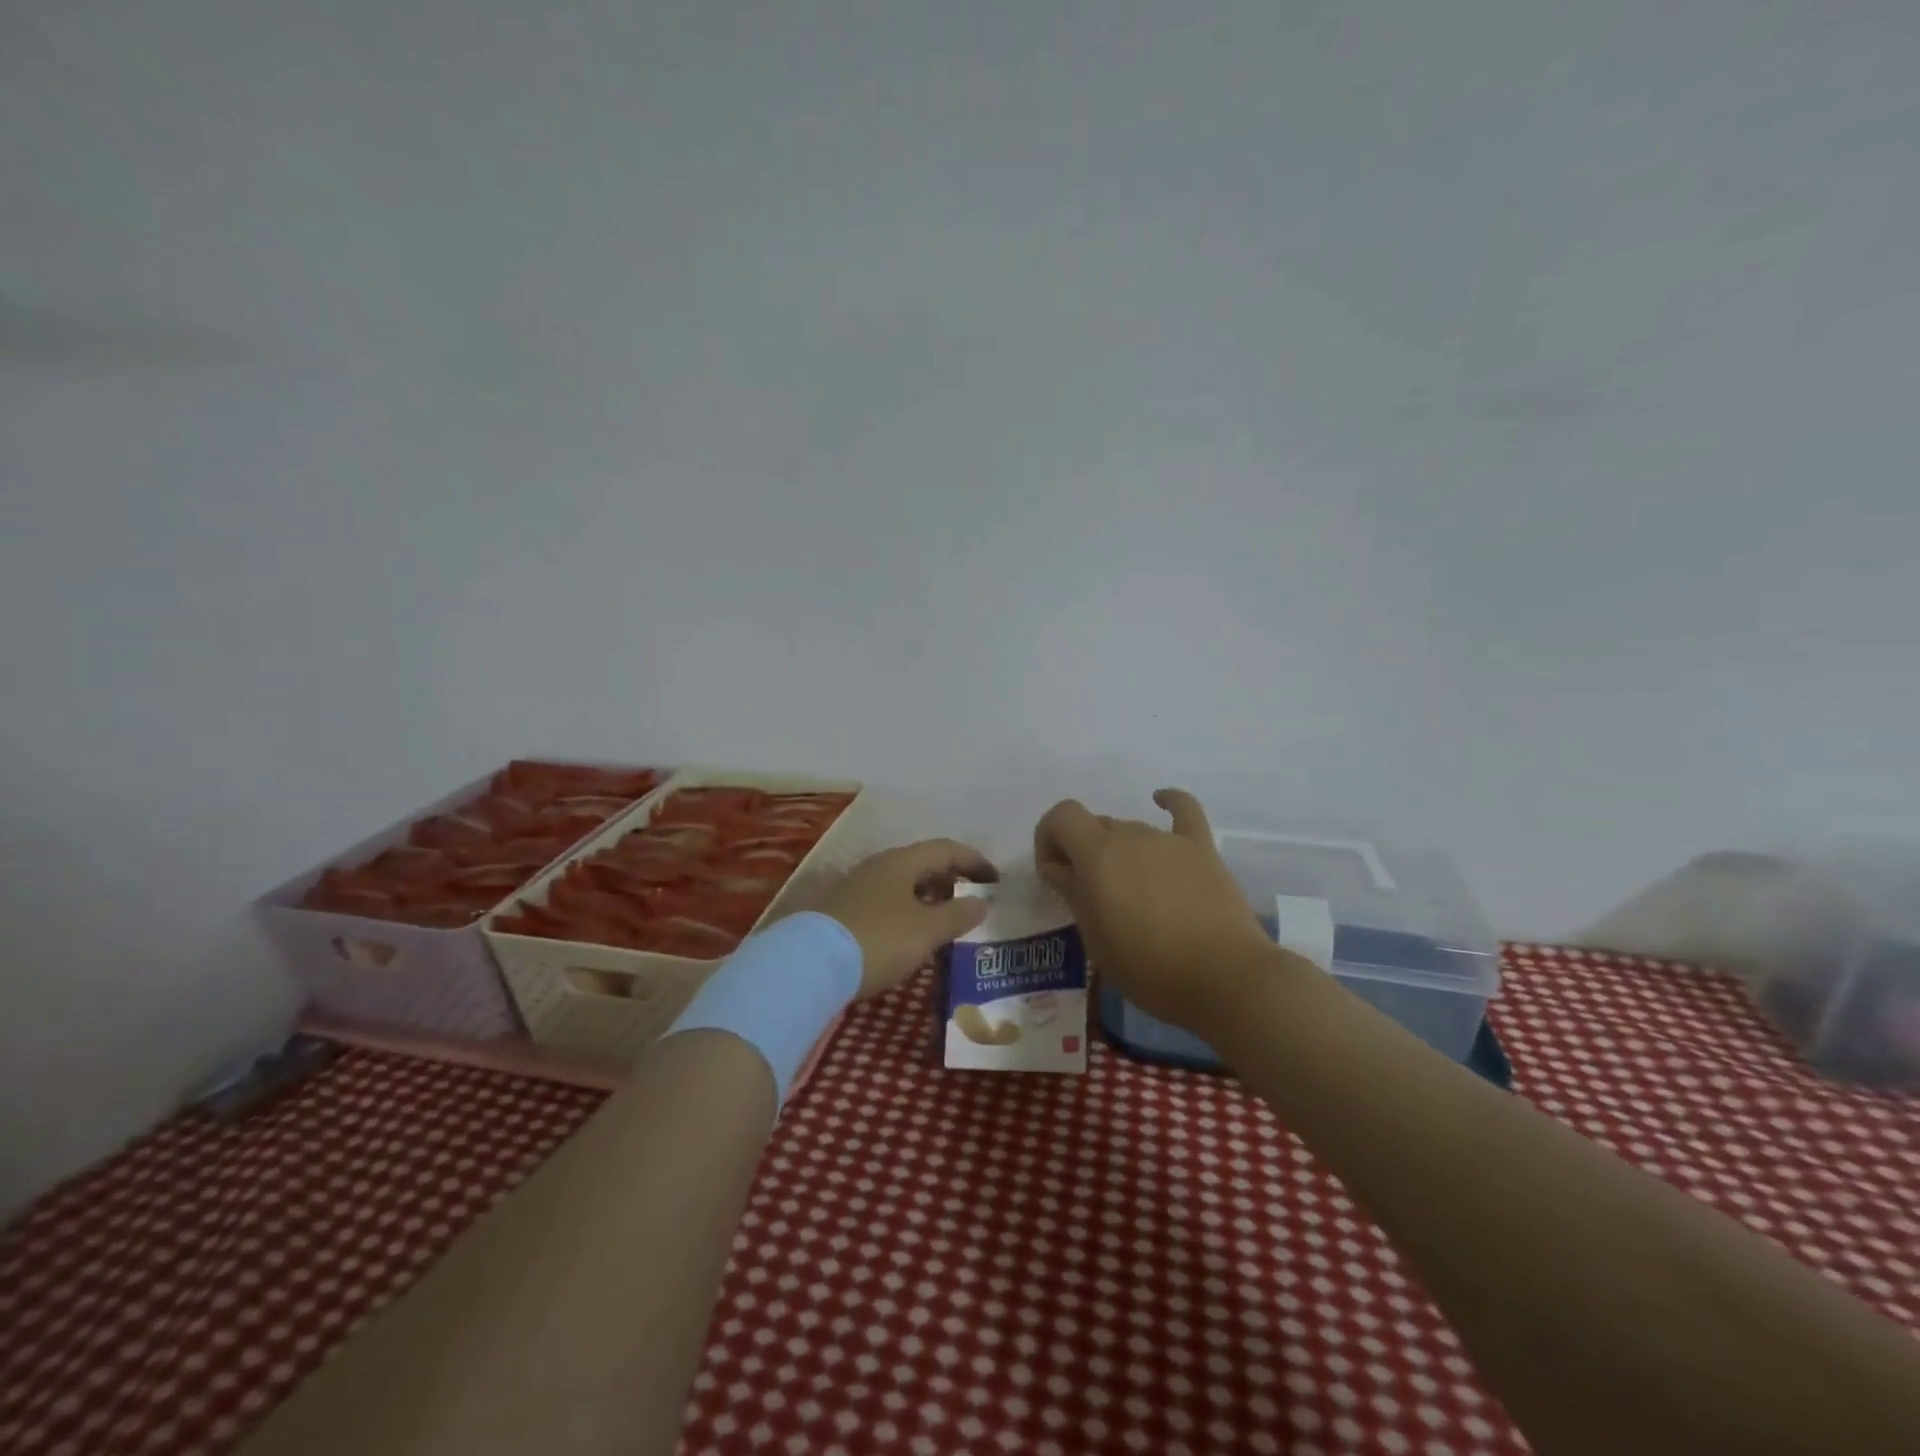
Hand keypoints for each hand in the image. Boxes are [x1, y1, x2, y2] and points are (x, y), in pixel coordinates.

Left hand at [816, 839, 997, 997]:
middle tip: (972, 900)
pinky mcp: (840, 911)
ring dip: (927, 897)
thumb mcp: (926, 931)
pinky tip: (910, 935)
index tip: (996, 880)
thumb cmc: (878, 940)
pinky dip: (906, 911)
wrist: (809, 965)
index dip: (974, 861)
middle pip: (922, 864)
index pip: (946, 849)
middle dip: (950, 879)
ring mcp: (855, 887)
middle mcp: (877, 866)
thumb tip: (981, 902)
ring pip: (901, 884)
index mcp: (901, 861)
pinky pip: (885, 902)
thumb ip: (957, 914)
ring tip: (945, 920)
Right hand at [1033, 788, 1272, 1031]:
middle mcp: (1130, 836)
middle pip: (1095, 827)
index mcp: (1098, 855)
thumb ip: (1073, 894)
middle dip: (1082, 852)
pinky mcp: (1202, 849)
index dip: (1049, 838)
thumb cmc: (1149, 968)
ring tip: (1131, 893)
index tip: (1053, 874)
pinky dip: (1170, 802)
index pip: (1061, 817)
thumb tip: (1058, 868)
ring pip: (1131, 831)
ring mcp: (1168, 840)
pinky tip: (1162, 799)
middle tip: (1090, 895)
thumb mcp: (1096, 939)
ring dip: (1119, 852)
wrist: (1225, 978)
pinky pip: (1184, 811)